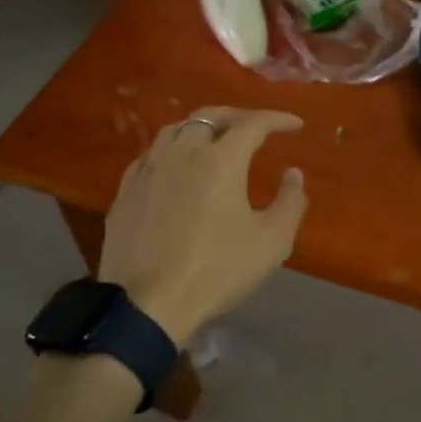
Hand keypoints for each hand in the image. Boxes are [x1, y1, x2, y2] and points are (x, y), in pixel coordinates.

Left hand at [98, 107, 308, 346]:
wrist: (146, 305)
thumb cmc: (216, 271)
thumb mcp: (271, 242)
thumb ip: (290, 202)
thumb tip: (293, 174)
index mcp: (219, 160)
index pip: (253, 124)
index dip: (277, 120)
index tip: (295, 125)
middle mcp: (181, 153)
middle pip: (209, 116)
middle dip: (237, 116)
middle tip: (256, 127)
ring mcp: (148, 170)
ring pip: (175, 129)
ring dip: (201, 127)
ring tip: (215, 140)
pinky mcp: (125, 191)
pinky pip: (151, 154)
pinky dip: (172, 149)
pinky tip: (176, 167)